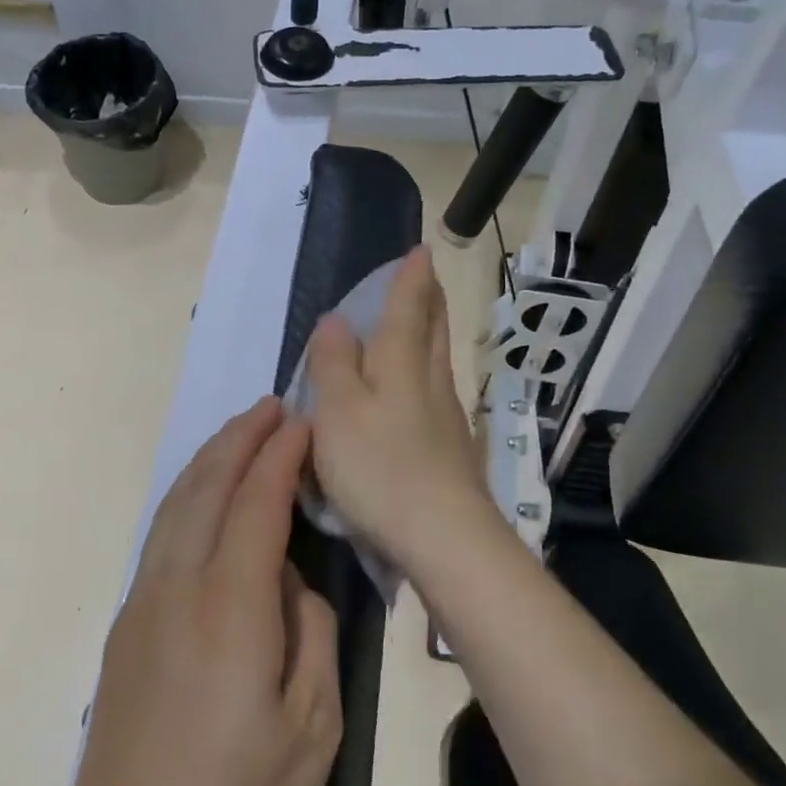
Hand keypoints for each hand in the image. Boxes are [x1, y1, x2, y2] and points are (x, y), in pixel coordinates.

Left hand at [71, 397, 341, 785]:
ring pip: (175, 506)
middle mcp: (179, 587)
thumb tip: (293, 584)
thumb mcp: (313, 730)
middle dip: (240, 439)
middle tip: (271, 407)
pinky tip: (204, 499)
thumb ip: (311, 635)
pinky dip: (188, 496)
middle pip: (206, 488)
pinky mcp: (128, 626)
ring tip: (240, 434)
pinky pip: (161, 535)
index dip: (280, 457)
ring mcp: (144, 603)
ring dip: (209, 461)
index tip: (303, 422)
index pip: (256, 504)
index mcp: (230, 608)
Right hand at [306, 245, 500, 572]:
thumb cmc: (379, 466)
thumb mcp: (338, 410)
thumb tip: (336, 320)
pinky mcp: (451, 448)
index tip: (421, 251)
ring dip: (432, 332)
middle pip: (433, 328)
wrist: (443, 535)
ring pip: (439, 359)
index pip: (408, 307)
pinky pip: (437, 391)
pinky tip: (421, 387)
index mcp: (401, 363)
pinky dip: (428, 372)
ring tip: (423, 320)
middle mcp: (430, 380)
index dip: (411, 278)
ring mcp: (446, 415)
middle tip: (427, 277)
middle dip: (429, 299)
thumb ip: (333, 363)